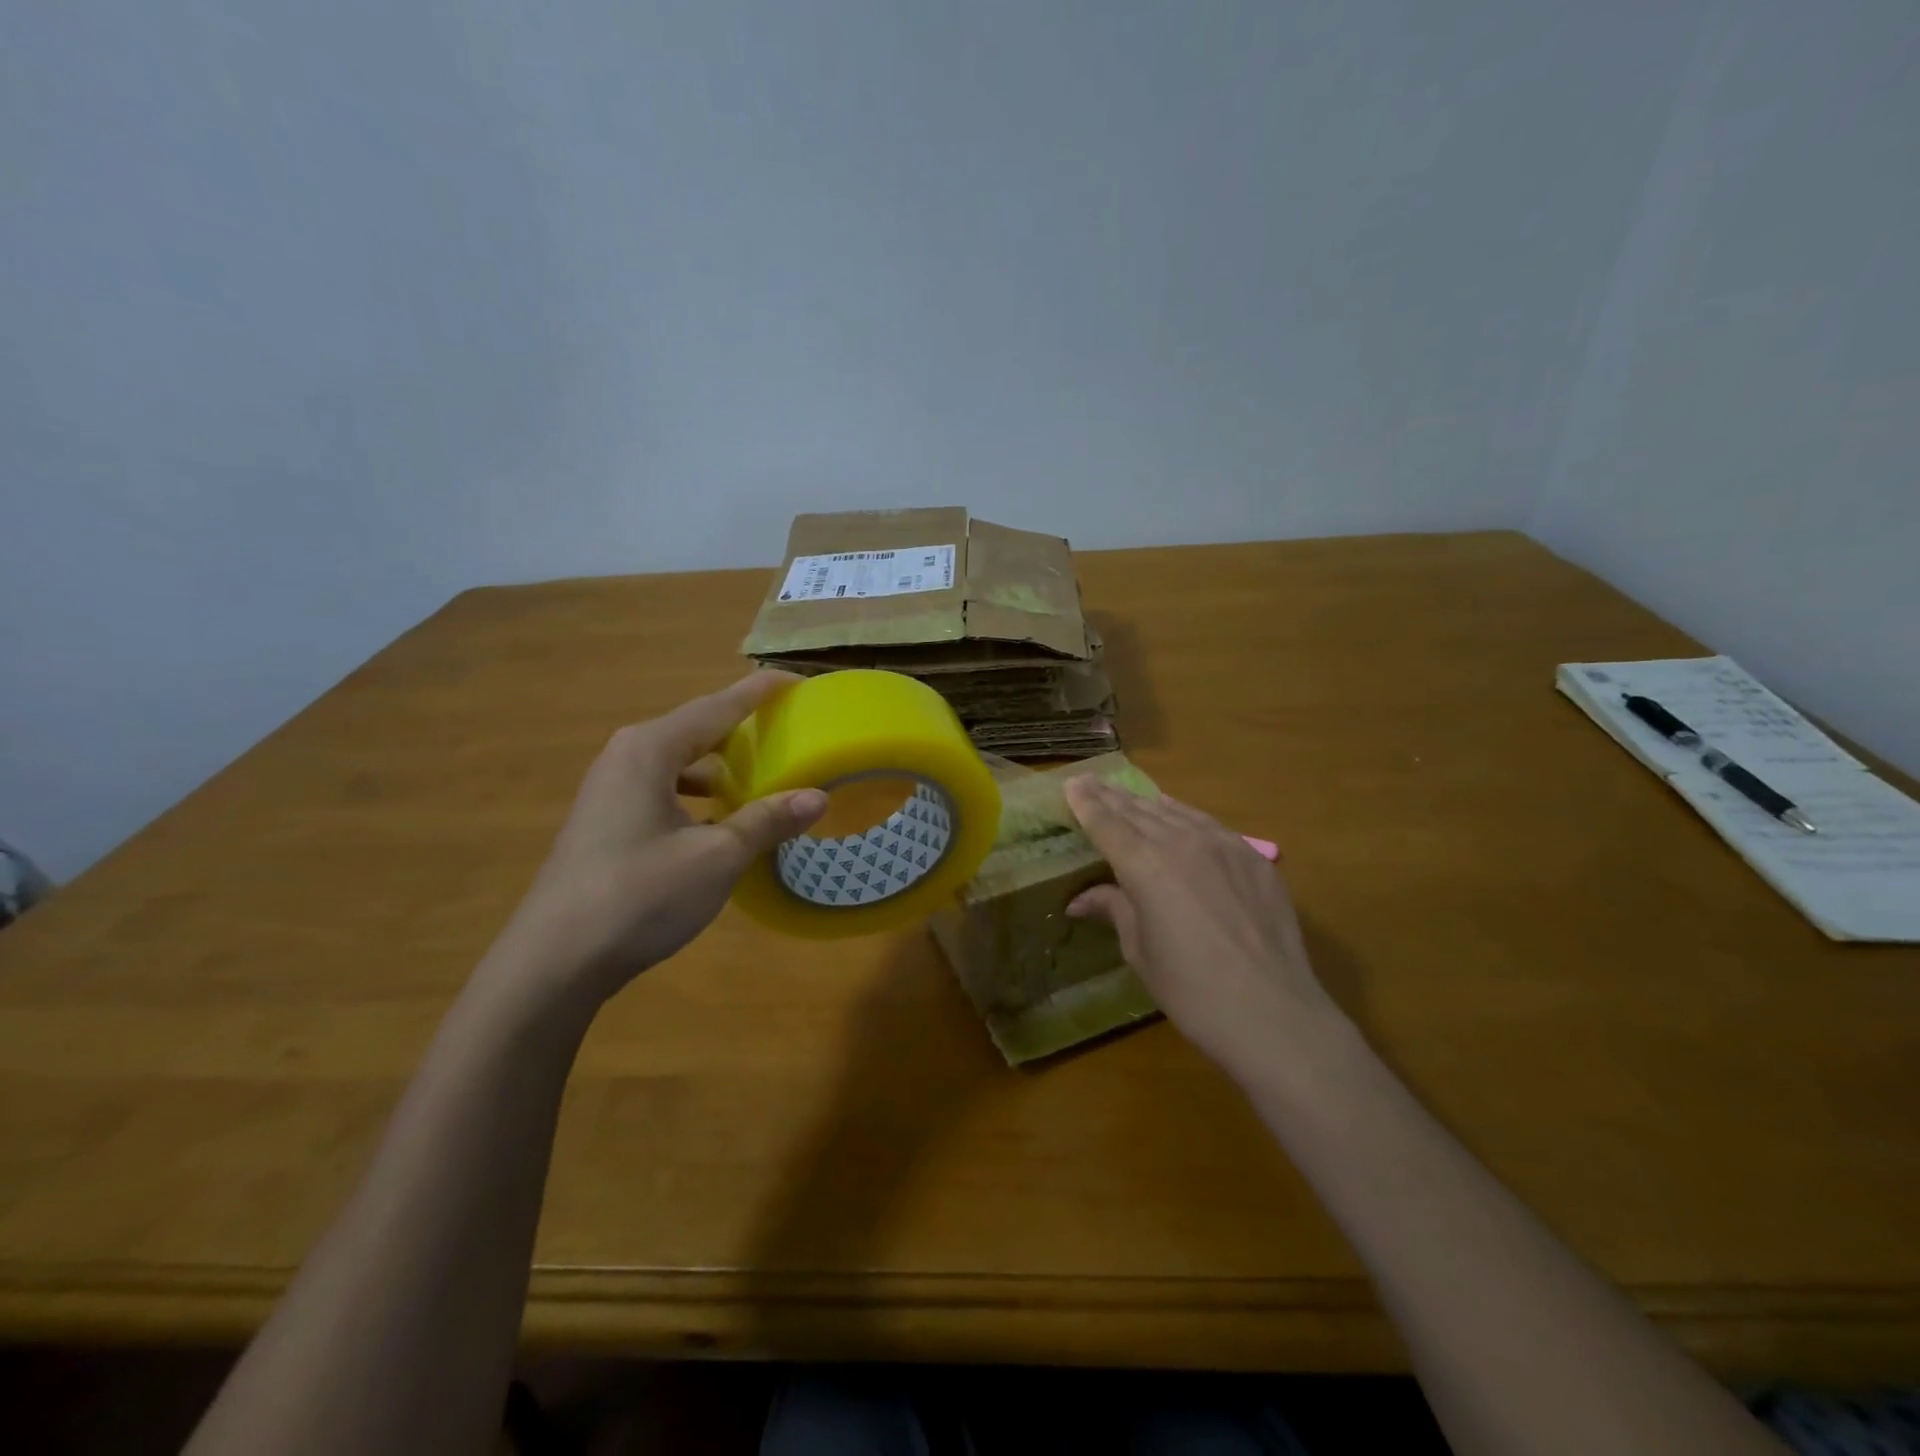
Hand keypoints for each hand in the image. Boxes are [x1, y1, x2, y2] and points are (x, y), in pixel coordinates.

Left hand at [496, 673, 825, 1006]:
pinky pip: (664, 788)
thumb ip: (767, 821)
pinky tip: (721, 820)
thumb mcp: (716, 857)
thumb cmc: (640, 896)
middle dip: (743, 727)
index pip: (718, 705)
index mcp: (650, 749)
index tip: (797, 681)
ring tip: (762, 775)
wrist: (554, 962)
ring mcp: (611, 790)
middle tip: (788, 730)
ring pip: (680, 761)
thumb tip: (818, 797)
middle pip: (697, 728)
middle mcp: (627, 756)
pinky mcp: (607, 820)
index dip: (760, 691)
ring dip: (721, 764)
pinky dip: (699, 793)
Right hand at [1064, 777, 1346, 1084]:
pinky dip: (1184, 814)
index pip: (1108, 825)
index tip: (1072, 784)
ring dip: (1145, 802)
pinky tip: (1176, 813)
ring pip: (1175, 812)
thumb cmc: (1192, 991)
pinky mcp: (1254, 858)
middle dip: (1110, 796)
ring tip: (1126, 794)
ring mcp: (1224, 845)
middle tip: (1090, 782)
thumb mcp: (1141, 952)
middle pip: (1138, 812)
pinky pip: (1209, 824)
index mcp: (1146, 867)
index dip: (1087, 804)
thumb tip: (1080, 900)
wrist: (1274, 1014)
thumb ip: (1114, 910)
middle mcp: (1183, 843)